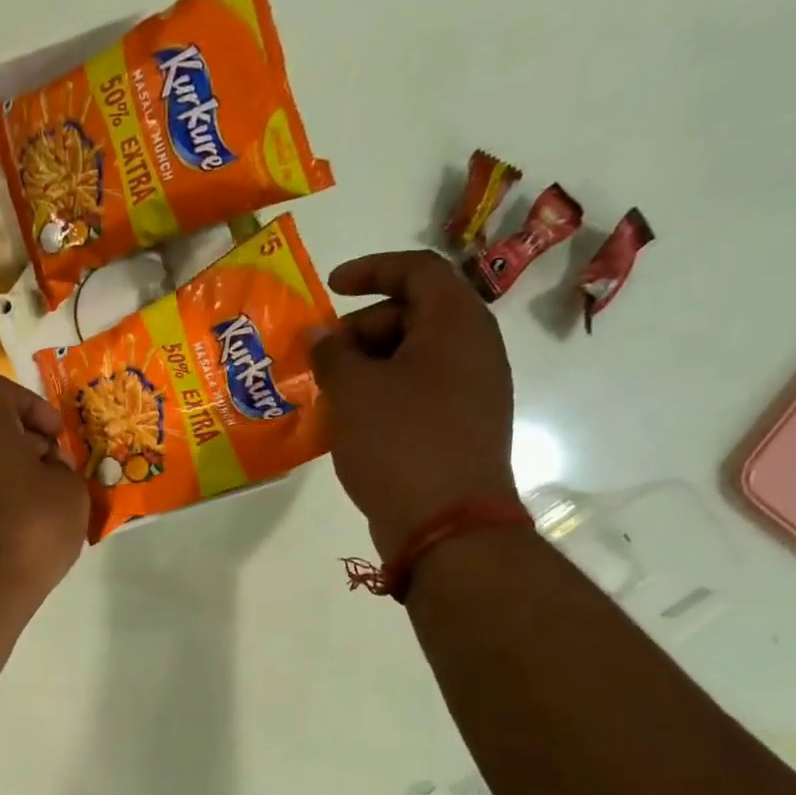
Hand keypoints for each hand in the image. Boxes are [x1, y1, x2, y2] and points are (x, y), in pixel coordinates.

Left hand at [0, 375, 88, 611]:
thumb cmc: (30, 529)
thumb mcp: (71, 493)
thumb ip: (64, 470)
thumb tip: (47, 471)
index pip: (0, 390)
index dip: (33, 404)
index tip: (56, 436)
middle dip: (32, 446)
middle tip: (60, 476)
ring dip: (20, 478)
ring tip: (50, 509)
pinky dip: (5, 505)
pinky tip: (28, 534)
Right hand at [311, 250, 518, 555]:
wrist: (447, 524)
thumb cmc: (399, 442)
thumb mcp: (353, 391)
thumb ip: (331, 353)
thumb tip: (321, 335)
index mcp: (456, 324)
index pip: (418, 270)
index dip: (371, 270)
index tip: (330, 288)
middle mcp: (475, 349)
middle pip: (415, 315)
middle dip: (360, 329)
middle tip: (320, 358)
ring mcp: (473, 391)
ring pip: (414, 358)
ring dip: (368, 366)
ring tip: (328, 393)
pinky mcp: (463, 427)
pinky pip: (419, 392)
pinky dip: (383, 394)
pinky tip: (351, 421)